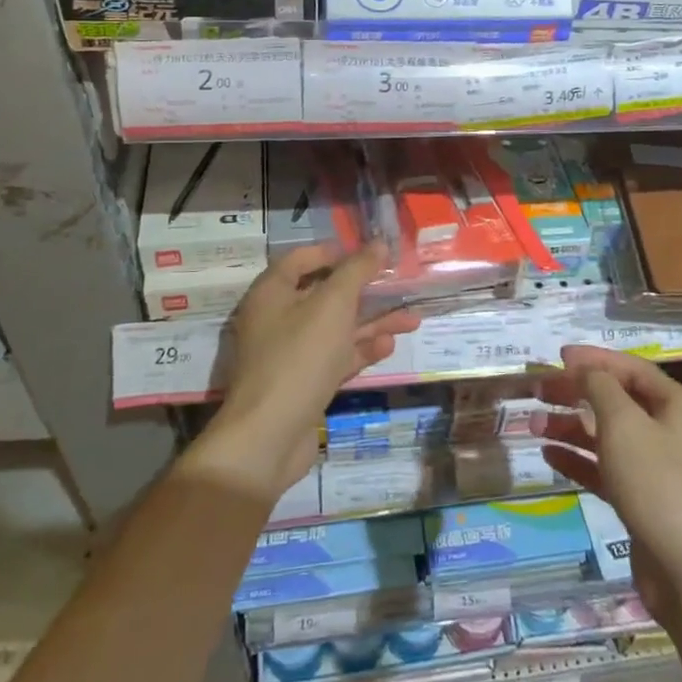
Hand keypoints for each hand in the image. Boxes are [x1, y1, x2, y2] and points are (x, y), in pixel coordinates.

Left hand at [190, 243, 418, 499]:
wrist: (269, 437)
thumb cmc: (300, 357)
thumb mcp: (333, 305)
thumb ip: (357, 271)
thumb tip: (378, 244)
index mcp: (272, 293)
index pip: (301, 259)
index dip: (334, 252)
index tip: (368, 253)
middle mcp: (277, 319)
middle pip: (324, 295)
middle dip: (365, 291)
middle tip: (399, 286)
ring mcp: (290, 354)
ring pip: (336, 329)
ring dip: (372, 323)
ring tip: (412, 319)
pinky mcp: (303, 383)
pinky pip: (335, 357)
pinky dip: (360, 350)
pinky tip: (389, 347)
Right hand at [534, 346, 681, 627]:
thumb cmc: (658, 484)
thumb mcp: (624, 424)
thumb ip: (600, 388)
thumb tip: (585, 370)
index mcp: (675, 405)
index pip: (630, 368)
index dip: (594, 359)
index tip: (558, 358)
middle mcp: (669, 431)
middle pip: (616, 400)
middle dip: (576, 393)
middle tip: (539, 391)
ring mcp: (656, 469)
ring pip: (607, 436)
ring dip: (571, 427)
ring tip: (534, 425)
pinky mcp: (643, 501)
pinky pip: (606, 469)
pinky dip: (579, 459)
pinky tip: (549, 455)